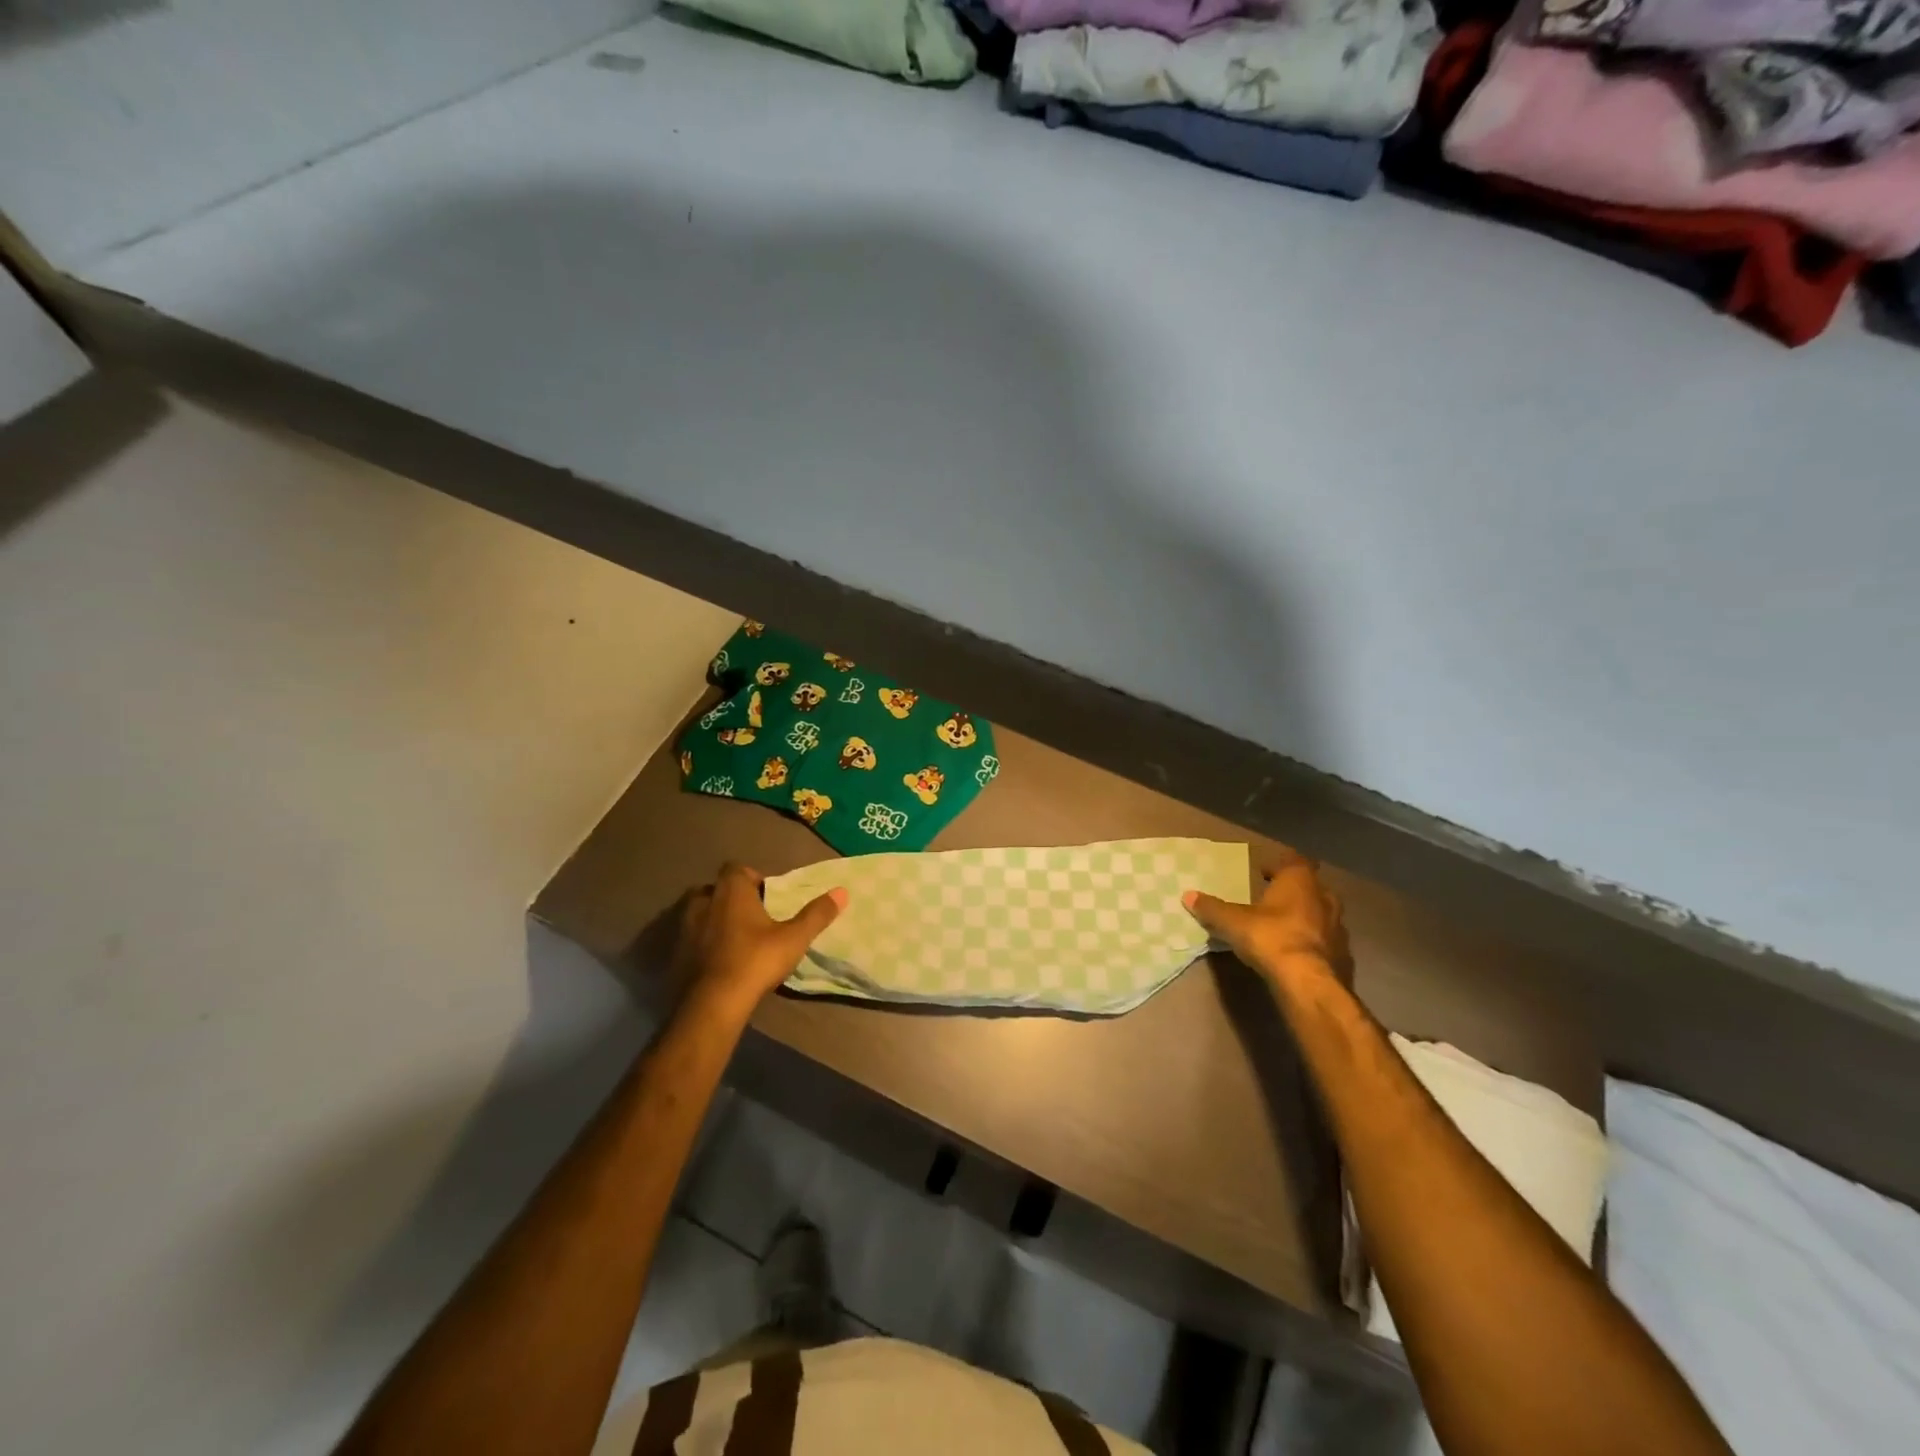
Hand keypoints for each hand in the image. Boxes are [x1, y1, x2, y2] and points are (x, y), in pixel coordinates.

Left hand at [671, 862, 846, 1017]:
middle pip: (716, 889)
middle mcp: (703, 901)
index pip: (737, 868)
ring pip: (699, 913)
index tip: (766, 895)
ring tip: (734, 939)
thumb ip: (817, 914)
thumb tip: (842, 891)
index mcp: (731, 890)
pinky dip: (702, 943)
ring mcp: (684, 927)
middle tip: (751, 917)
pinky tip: (718, 961)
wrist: (711, 1004)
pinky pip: (690, 938)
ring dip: (714, 920)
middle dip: (731, 898)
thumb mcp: (794, 938)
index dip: (752, 877)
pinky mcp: (675, 953)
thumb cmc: (755, 960)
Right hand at [1184, 850, 1348, 987]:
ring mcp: (1338, 927)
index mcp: (1300, 882)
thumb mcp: (1233, 922)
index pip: (1294, 861)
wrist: (1309, 983)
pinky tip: (1299, 953)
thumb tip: (1187, 895)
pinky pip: (1327, 941)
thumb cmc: (1271, 938)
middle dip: (1295, 890)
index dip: (1279, 864)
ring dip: (1307, 917)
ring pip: (1323, 914)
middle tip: (1273, 897)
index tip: (1263, 871)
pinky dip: (1314, 943)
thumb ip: (1212, 907)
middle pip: (1312, 886)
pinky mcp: (1344, 955)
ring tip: (1285, 926)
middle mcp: (1324, 898)